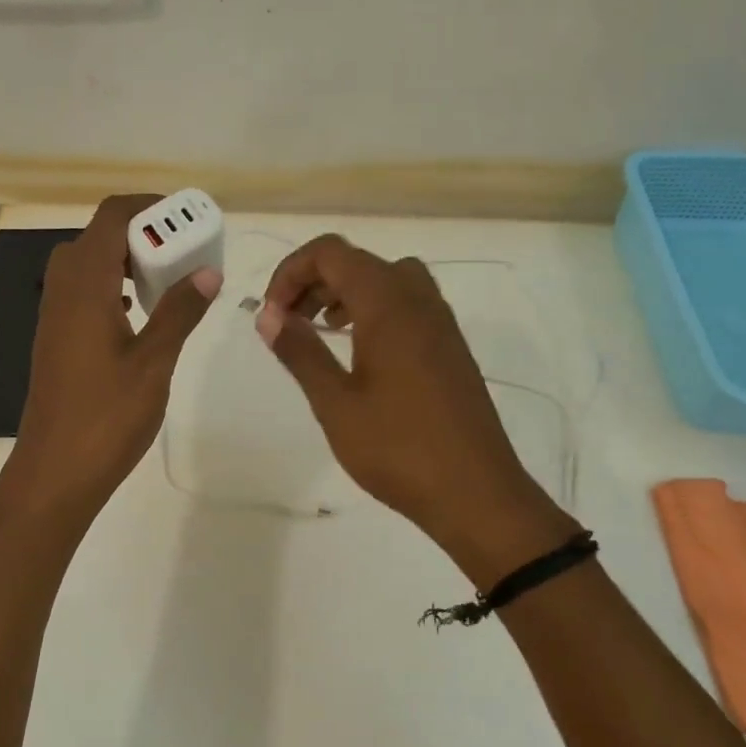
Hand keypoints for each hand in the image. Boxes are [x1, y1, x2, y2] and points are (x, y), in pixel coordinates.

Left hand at [0, 195, 221, 531]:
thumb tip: (208, 271)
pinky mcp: (55, 338)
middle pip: (98, 235)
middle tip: (182, 253)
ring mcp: (54, 315)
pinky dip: (112, 287)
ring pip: (88, 264)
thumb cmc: (107, 416)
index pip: (112, 217)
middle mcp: (63, 289)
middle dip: (142, 233)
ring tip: (167, 282)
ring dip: (126, 260)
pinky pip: (83, 291)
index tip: (187, 218)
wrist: (54, 472)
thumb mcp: (154, 361)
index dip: (149, 206)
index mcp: (85, 285)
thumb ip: (180, 311)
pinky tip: (138, 316)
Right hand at [256, 235, 580, 584]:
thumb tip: (268, 316)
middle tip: (287, 323)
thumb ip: (300, 352)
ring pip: (385, 279)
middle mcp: (418, 299)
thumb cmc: (398, 448)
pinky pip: (407, 303)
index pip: (330, 252)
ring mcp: (440, 322)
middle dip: (313, 281)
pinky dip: (373, 309)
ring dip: (345, 292)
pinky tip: (359, 352)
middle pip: (357, 261)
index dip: (291, 271)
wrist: (476, 493)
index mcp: (388, 304)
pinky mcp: (450, 346)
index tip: (271, 314)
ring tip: (321, 329)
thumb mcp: (335, 403)